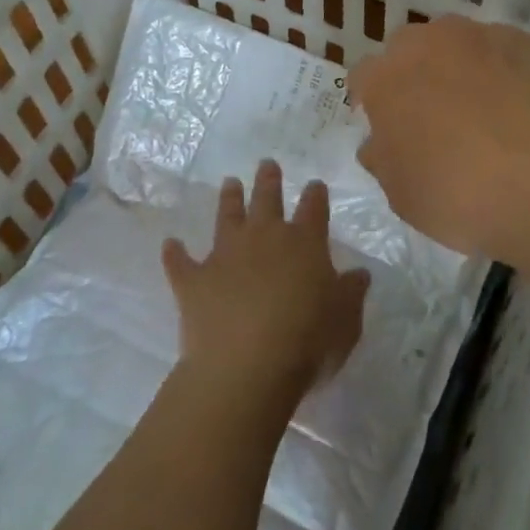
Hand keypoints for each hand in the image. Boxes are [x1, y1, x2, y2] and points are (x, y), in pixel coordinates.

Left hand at [162, 159, 369, 407]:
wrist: (246, 365)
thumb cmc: (308, 340)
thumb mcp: (346, 319)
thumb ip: (351, 292)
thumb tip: (359, 273)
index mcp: (304, 242)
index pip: (313, 208)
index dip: (315, 195)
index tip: (315, 185)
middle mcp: (264, 237)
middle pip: (267, 199)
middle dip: (268, 180)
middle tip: (267, 163)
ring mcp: (225, 255)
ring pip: (227, 216)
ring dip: (229, 198)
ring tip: (229, 182)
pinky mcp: (194, 281)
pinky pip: (180, 262)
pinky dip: (174, 253)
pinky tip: (170, 244)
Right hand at [348, 15, 529, 256]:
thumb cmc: (456, 193)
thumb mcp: (400, 192)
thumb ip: (382, 157)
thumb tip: (379, 142)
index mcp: (386, 77)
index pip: (364, 77)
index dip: (374, 101)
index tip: (389, 128)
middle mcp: (428, 42)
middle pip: (411, 48)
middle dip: (416, 74)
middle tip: (435, 116)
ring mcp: (481, 35)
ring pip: (459, 44)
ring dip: (462, 67)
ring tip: (485, 108)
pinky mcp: (527, 42)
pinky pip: (505, 52)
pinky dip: (505, 71)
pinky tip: (521, 106)